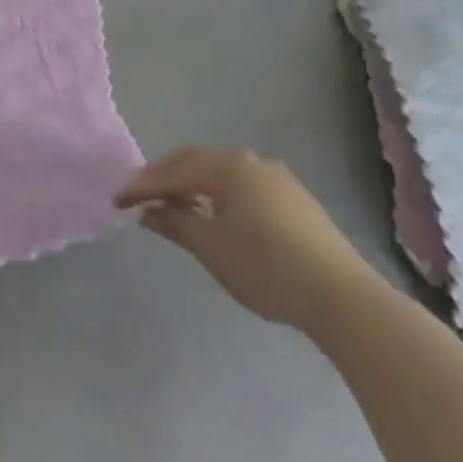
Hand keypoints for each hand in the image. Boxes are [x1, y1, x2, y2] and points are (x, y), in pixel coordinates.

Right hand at [116, 147, 378, 334]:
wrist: (345, 299)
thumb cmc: (268, 268)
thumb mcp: (212, 248)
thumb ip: (176, 224)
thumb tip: (148, 212)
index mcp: (229, 166)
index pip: (174, 171)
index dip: (143, 186)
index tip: (117, 201)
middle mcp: (252, 162)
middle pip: (196, 163)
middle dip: (165, 179)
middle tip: (139, 197)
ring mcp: (277, 179)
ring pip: (221, 174)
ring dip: (192, 186)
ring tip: (172, 207)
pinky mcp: (295, 200)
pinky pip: (242, 186)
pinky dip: (218, 196)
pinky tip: (213, 216)